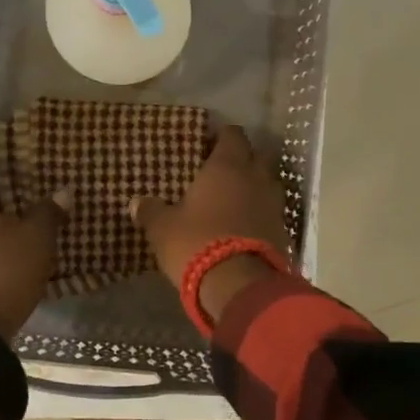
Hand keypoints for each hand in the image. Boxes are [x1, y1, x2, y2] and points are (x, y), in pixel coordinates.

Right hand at [133, 125, 289, 318]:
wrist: (240, 285)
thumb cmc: (197, 243)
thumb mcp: (163, 229)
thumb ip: (151, 211)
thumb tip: (136, 202)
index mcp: (227, 166)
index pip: (233, 135)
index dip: (222, 136)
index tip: (209, 143)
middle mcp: (256, 177)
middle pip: (255, 156)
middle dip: (241, 159)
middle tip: (220, 171)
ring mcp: (274, 203)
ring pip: (266, 183)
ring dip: (253, 187)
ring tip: (232, 198)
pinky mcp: (283, 229)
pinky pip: (271, 210)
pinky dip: (259, 212)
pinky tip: (244, 224)